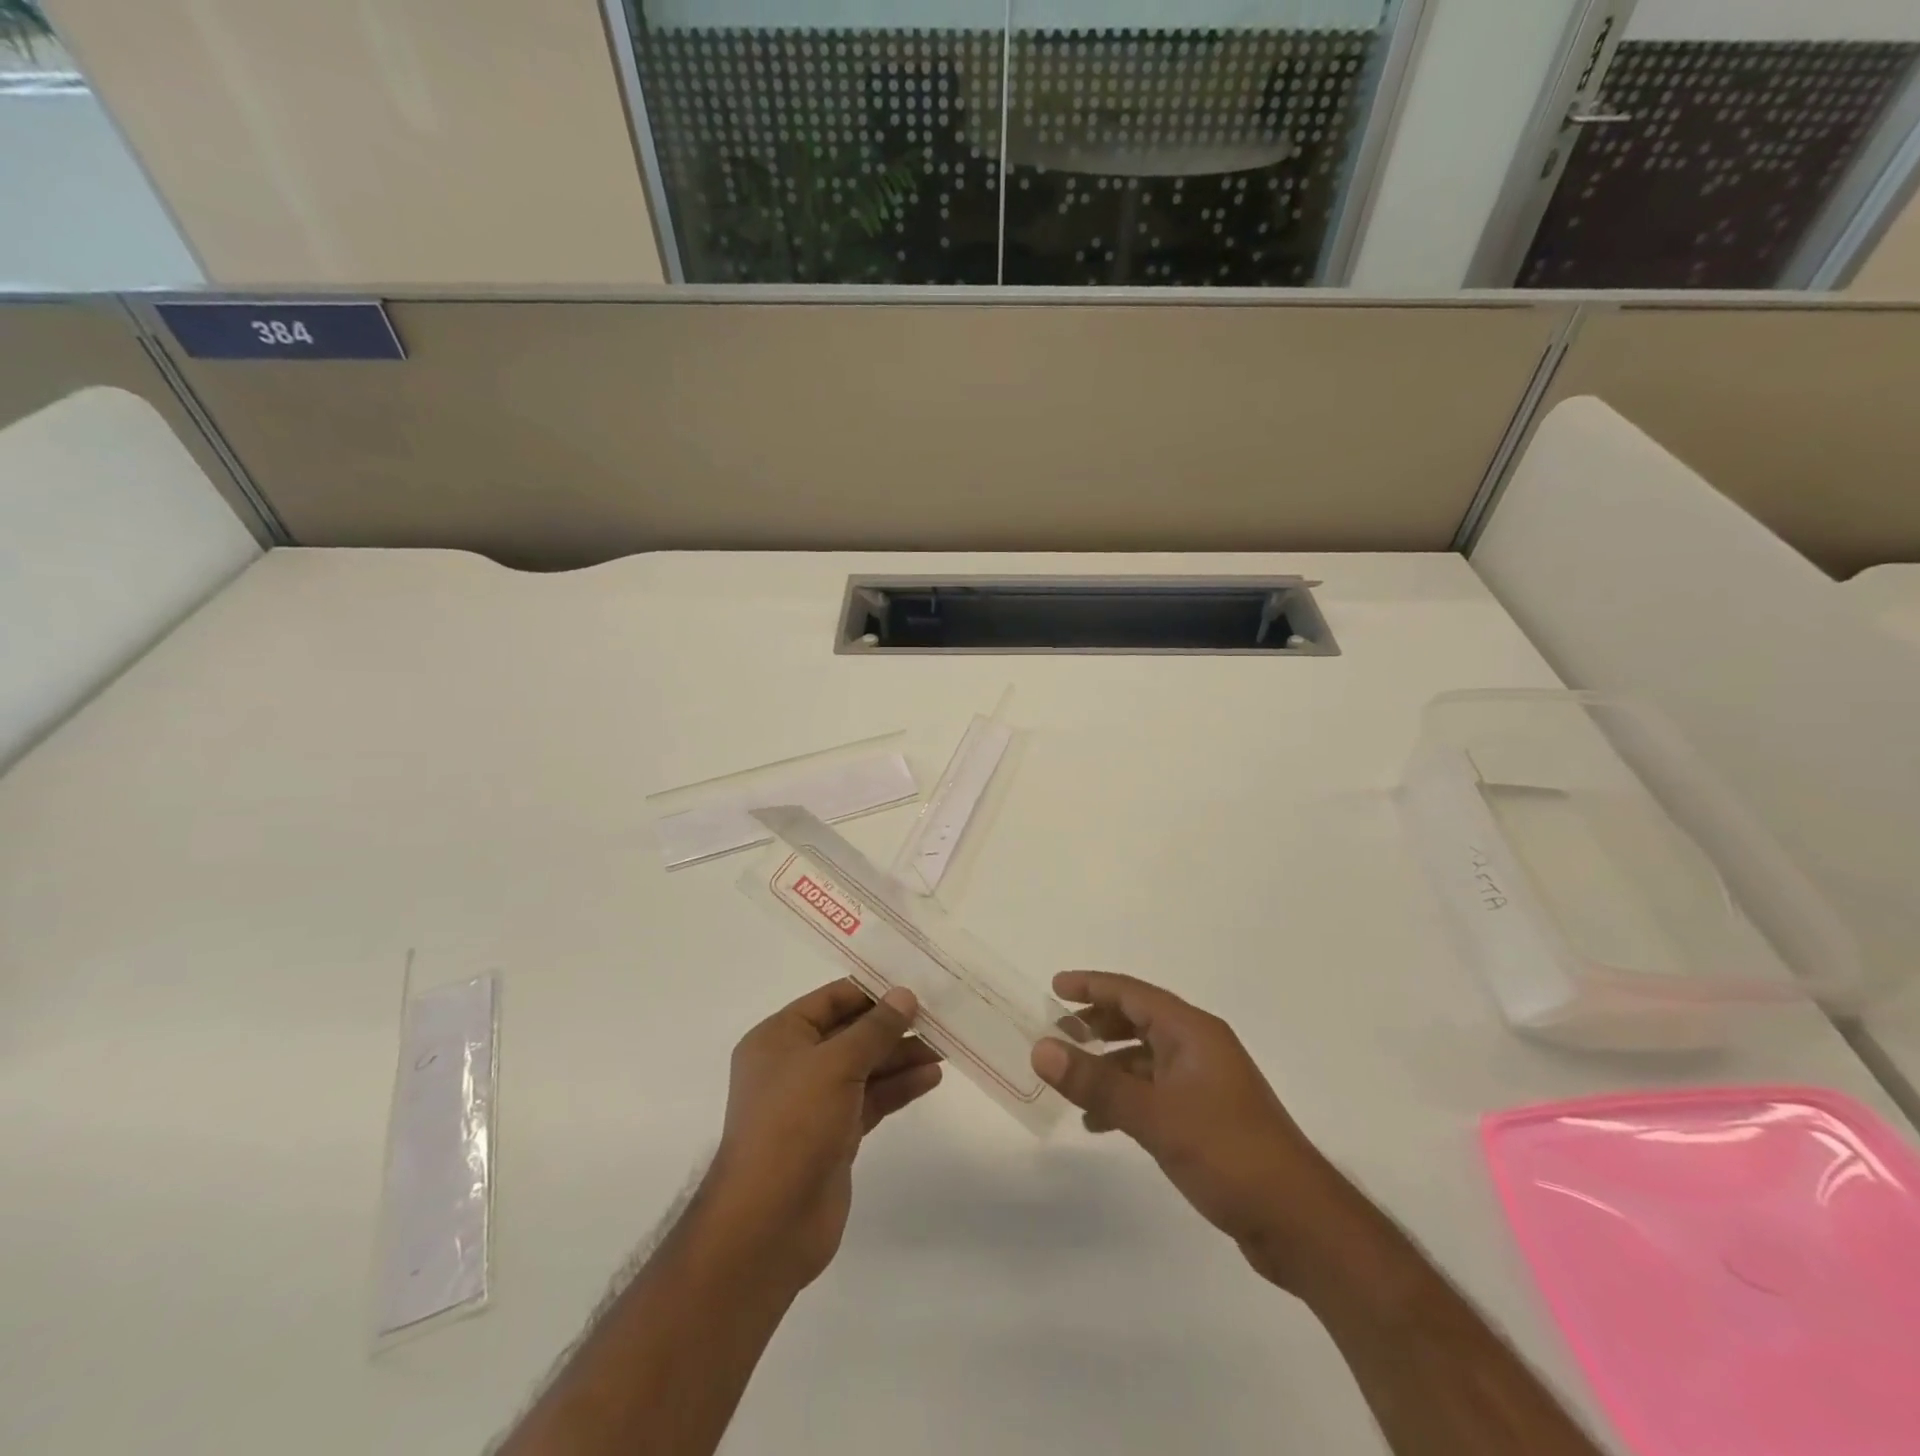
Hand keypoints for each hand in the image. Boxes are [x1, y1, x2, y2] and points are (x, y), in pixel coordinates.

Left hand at [702, 980, 941, 1290]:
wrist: (769, 1223)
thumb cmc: (793, 1125)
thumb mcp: (836, 1064)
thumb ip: (875, 1029)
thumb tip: (905, 994)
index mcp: (779, 1038)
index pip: (831, 1000)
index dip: (871, 990)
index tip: (913, 984)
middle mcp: (794, 1064)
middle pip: (850, 1033)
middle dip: (892, 1026)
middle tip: (938, 1016)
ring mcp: (814, 1102)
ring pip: (864, 1067)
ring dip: (901, 1056)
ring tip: (944, 1046)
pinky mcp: (834, 1135)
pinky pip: (871, 1099)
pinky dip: (898, 1087)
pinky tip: (931, 1077)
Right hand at [1033, 971, 1355, 1290]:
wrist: (1299, 1221)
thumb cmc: (1228, 1152)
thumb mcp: (1154, 1116)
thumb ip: (1096, 1082)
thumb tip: (1041, 1049)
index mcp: (1192, 1031)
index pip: (1133, 993)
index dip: (1092, 986)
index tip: (1054, 987)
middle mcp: (1199, 1048)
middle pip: (1139, 1020)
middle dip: (1097, 1023)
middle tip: (1057, 1033)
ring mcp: (1205, 1083)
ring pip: (1145, 1058)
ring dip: (1108, 1064)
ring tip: (1070, 1079)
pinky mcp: (1207, 1117)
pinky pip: (1154, 1091)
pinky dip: (1125, 1097)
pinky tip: (1100, 1122)